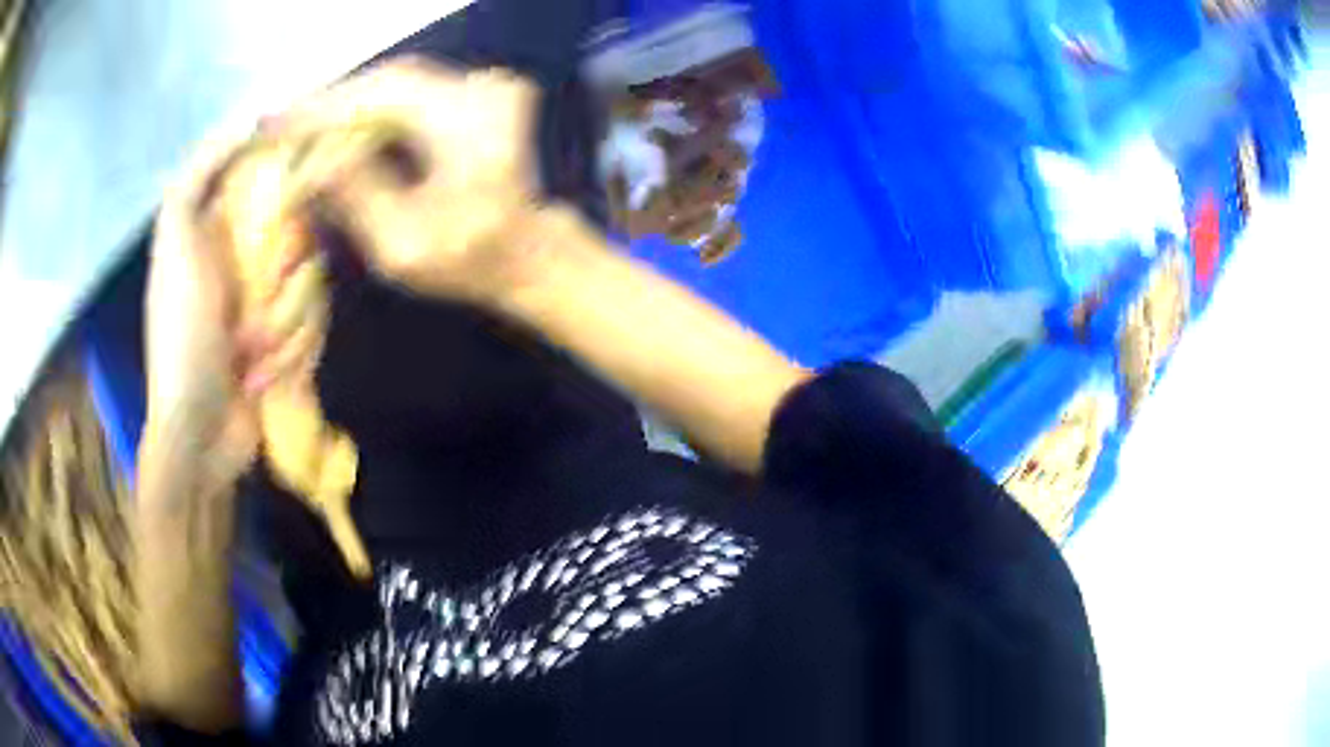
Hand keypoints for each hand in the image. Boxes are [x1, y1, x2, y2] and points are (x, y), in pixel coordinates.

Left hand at [143, 121, 326, 491]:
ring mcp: (269, 303)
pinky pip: (316, 327)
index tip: (314, 191)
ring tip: (253, 361)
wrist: (199, 433)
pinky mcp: (288, 340)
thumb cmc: (182, 335)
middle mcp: (248, 258)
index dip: (296, 181)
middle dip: (286, 283)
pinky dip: (294, 355)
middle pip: (304, 236)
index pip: (276, 181)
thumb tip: (250, 119)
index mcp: (222, 228)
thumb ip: (199, 174)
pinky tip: (266, 379)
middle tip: (255, 315)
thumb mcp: (176, 240)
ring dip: (287, 330)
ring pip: (313, 287)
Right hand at [275, 57, 546, 304]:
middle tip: (278, 123)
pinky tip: (340, 125)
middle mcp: (482, 90)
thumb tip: (306, 164)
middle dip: (330, 104)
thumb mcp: (402, 244)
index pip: (381, 97)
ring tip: (299, 127)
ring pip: (397, 85)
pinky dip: (374, 108)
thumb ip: (354, 196)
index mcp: (469, 123)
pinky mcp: (478, 94)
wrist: (530, 250)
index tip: (272, 123)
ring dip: (348, 105)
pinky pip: (412, 93)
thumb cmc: (472, 260)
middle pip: (388, 83)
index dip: (322, 109)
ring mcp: (485, 87)